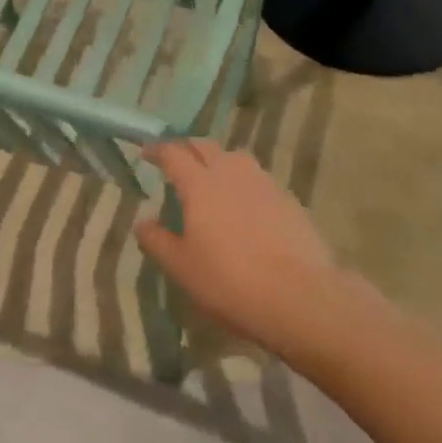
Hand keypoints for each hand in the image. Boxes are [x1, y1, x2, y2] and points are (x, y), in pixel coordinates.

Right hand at [135, 140, 344, 360]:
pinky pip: (258, 179)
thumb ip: (158, 241)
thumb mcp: (182, 268)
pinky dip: (244, 183)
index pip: (173, 153)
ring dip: (218, 161)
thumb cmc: (229, 281)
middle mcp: (230, 172)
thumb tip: (143, 223)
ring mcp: (263, 182)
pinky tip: (245, 206)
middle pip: (205, 146)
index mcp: (199, 183)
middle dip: (188, 149)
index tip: (147, 153)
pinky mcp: (288, 198)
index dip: (157, 150)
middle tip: (177, 162)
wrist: (299, 296)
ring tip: (212, 180)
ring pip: (235, 158)